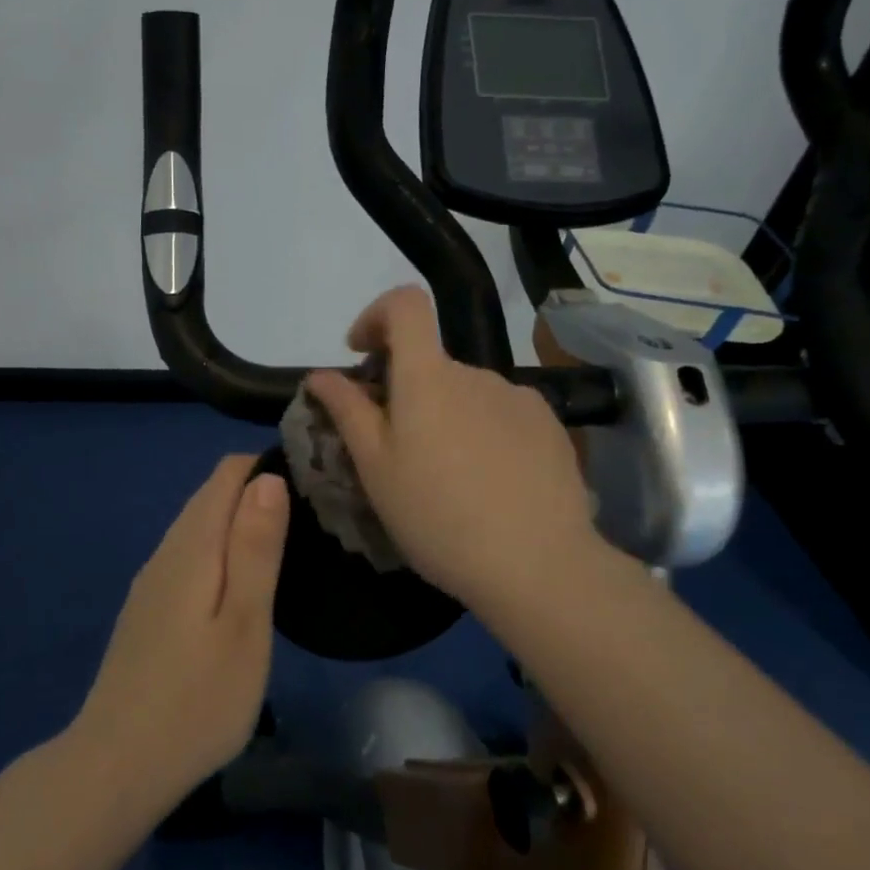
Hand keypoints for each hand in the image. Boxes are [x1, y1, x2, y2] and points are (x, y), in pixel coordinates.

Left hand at [74, 456, 288, 808]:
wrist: (117, 766)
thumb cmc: (198, 700)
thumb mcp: (244, 624)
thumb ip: (255, 548)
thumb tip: (267, 479)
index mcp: (192, 546)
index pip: (227, 474)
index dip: (267, 467)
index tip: (310, 486)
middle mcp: (166, 552)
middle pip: (210, 496)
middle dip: (257, 491)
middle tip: (311, 518)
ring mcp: (151, 582)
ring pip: (198, 527)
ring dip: (239, 523)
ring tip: (286, 546)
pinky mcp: (148, 610)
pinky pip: (188, 557)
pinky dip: (220, 552)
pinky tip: (241, 584)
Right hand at [305, 286, 605, 616]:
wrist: (538, 565)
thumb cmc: (438, 517)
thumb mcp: (376, 469)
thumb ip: (347, 411)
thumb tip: (321, 374)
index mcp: (428, 377)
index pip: (405, 304)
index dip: (377, 315)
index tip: (362, 356)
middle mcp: (475, 373)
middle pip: (431, 364)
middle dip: (406, 394)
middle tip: (398, 454)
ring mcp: (518, 397)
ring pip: (465, 394)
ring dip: (446, 418)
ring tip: (448, 480)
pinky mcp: (548, 425)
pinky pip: (500, 413)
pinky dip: (482, 433)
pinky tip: (488, 484)